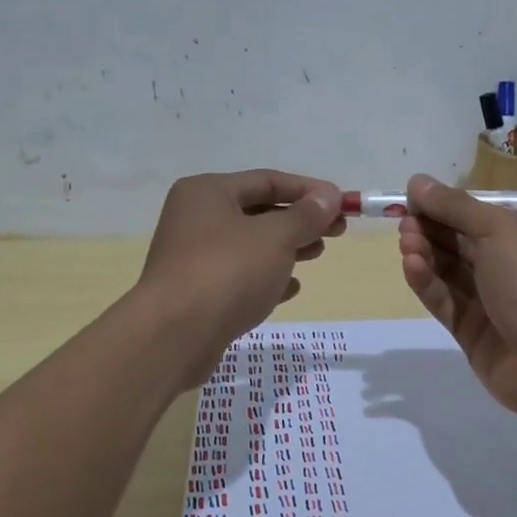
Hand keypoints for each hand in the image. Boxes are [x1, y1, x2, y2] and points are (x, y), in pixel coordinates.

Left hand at [138, 169, 344, 384]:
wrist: (173, 336)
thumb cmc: (227, 272)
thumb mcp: (275, 237)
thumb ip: (306, 216)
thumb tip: (329, 196)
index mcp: (208, 192)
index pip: (267, 180)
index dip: (308, 190)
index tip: (342, 203)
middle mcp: (196, 218)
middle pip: (259, 211)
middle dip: (300, 220)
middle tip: (337, 230)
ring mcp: (194, 257)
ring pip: (251, 245)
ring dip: (287, 247)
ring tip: (318, 254)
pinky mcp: (197, 292)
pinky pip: (239, 276)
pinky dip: (266, 277)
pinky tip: (291, 288)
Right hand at [396, 174, 516, 425]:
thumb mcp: (499, 230)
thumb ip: (455, 206)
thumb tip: (417, 181)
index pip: (482, 215)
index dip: (447, 206)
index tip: (413, 199)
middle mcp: (513, 267)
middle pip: (462, 242)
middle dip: (432, 229)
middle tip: (404, 222)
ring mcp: (493, 302)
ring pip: (450, 272)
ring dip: (426, 254)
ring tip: (406, 244)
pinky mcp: (473, 332)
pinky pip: (445, 301)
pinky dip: (427, 283)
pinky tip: (411, 266)